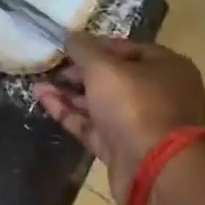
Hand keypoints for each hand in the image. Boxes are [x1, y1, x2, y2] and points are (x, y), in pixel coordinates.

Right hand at [34, 33, 204, 204]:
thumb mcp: (104, 68)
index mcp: (166, 67)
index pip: (126, 48)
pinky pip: (93, 126)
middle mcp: (158, 93)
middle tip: (51, 68)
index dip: (94, 46)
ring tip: (38, 85)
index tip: (65, 47)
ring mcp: (140, 124)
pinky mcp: (121, 148)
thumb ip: (83, 49)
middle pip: (113, 77)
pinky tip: (44, 101)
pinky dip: (70, 114)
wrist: (155, 168)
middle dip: (79, 73)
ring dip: (70, 94)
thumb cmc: (135, 105)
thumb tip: (69, 36)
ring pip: (100, 103)